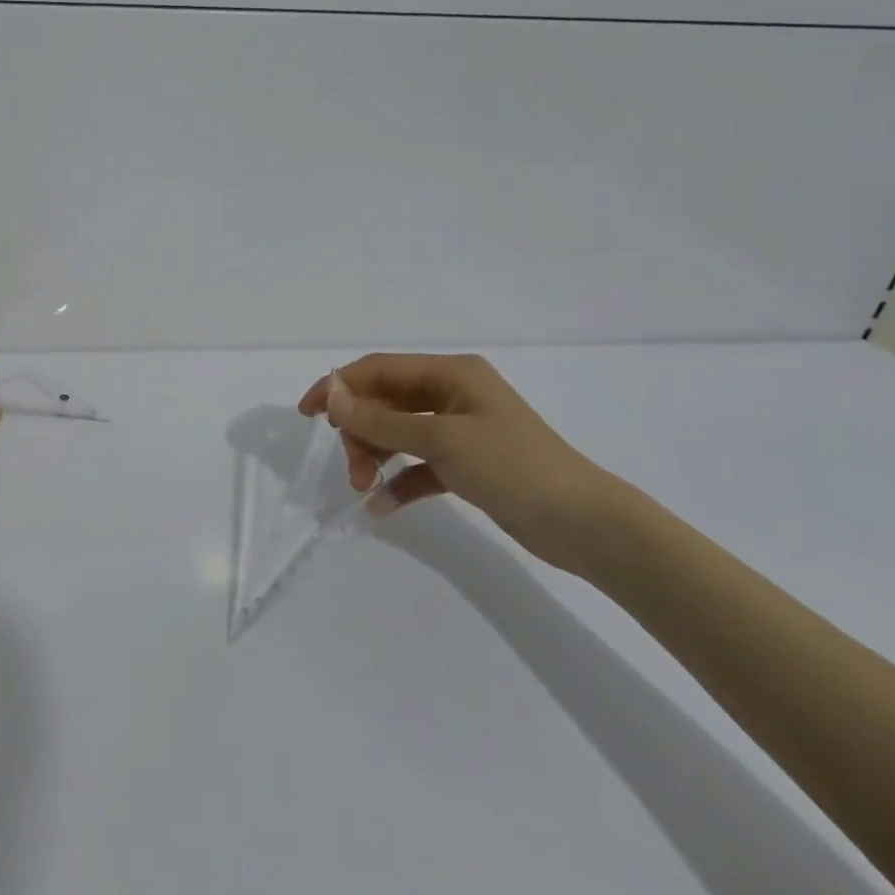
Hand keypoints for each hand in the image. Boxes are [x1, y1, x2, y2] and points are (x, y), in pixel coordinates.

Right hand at [298, 353, 614, 571]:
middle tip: (351, 466)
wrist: (586, 525)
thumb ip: (382, 420)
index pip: (380, 369)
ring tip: (364, 486)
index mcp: (450, 373)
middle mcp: (452, 394)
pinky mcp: (467, 465)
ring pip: (399, 433)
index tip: (307, 413)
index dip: (340, 386)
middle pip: (386, 402)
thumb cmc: (514, 467)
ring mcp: (460, 430)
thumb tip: (332, 395)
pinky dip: (400, 480)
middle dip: (361, 430)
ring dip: (376, 455)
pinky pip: (419, 465)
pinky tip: (382, 505)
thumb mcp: (442, 440)